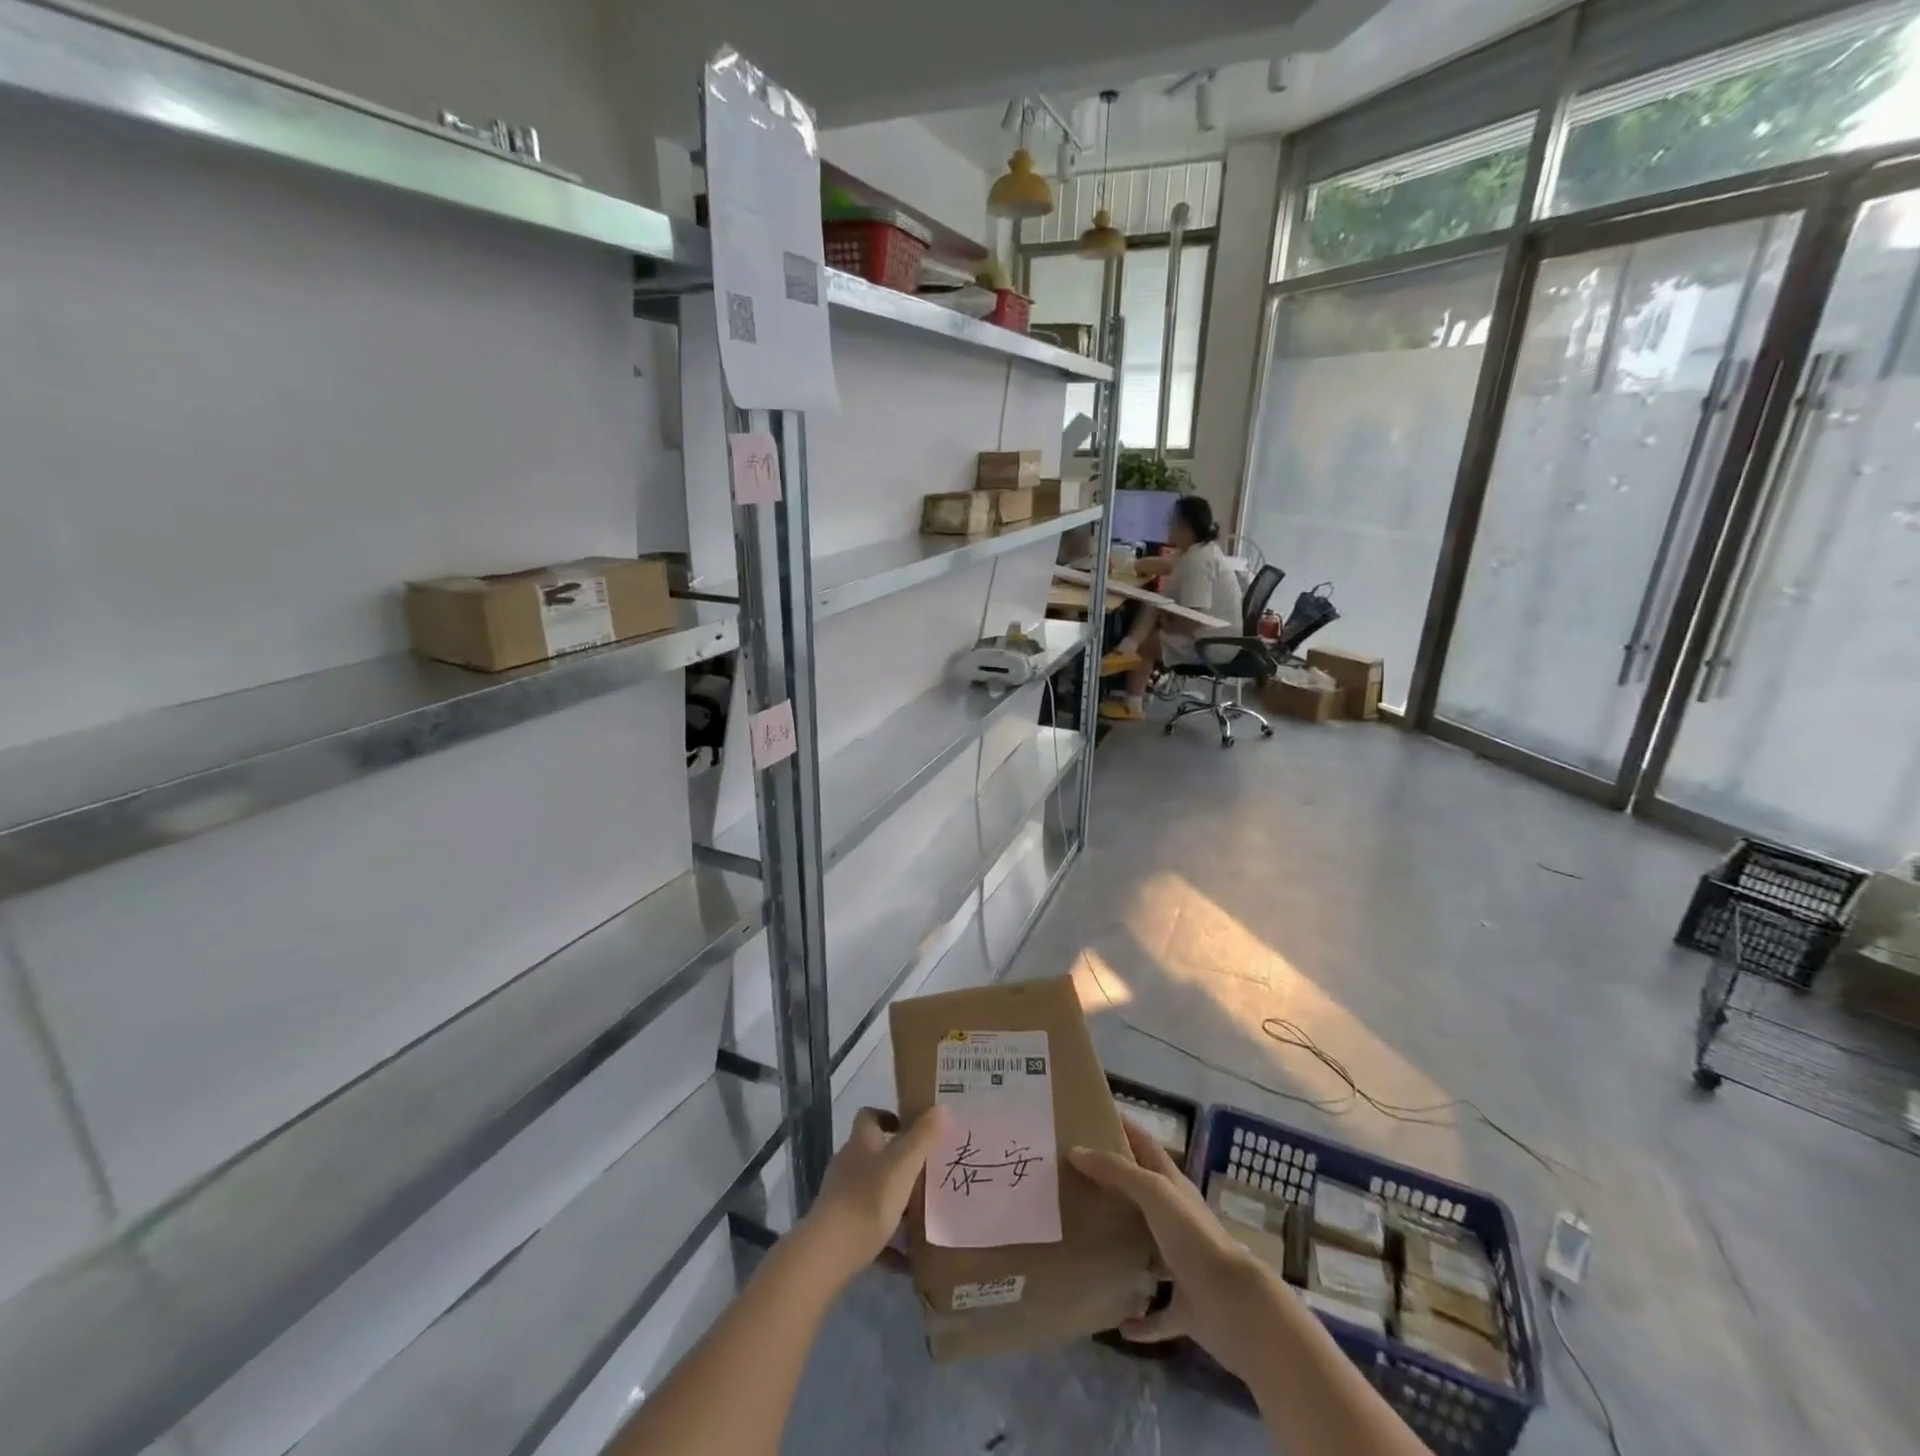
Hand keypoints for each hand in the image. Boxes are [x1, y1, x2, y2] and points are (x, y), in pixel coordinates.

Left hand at [802, 1105, 950, 1285]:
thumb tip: (943, 1108)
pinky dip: (886, 1235)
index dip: (888, 1117)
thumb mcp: (903, 1166)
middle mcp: (848, 1163)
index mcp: (861, 1142)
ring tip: (920, 1211)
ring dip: (893, 1196)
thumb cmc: (868, 1200)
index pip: (869, 1116)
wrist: (827, 1254)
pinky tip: (905, 1255)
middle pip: (872, 1153)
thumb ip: (923, 1138)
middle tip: (924, 1171)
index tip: (910, 1128)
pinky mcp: (838, 1226)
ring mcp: (840, 1195)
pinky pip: (868, 1223)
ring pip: (871, 1188)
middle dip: (897, 1160)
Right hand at [1070, 1118, 1275, 1378]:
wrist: (1235, 1305)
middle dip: (1115, 1187)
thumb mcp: (1153, 1191)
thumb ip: (1116, 1171)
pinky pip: (1159, 1314)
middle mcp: (1178, 1221)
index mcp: (1172, 1187)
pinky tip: (1119, 1323)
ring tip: (1089, 1242)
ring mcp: (1183, 1264)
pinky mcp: (1186, 1307)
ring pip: (1150, 1251)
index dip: (1124, 1127)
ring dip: (1127, 1248)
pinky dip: (1141, 1319)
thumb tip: (1076, 1150)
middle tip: (1074, 1180)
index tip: (1092, 1116)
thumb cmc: (1193, 1236)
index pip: (1145, 1145)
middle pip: (1144, 1196)